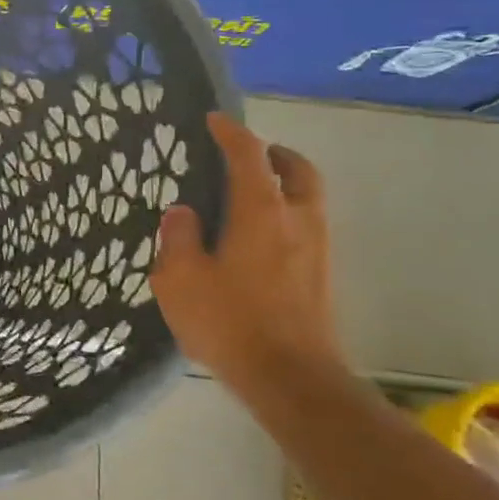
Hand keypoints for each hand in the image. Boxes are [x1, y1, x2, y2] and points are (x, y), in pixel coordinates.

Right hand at [150, 112, 345, 390]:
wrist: (290, 378)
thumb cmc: (229, 321)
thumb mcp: (179, 278)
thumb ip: (178, 237)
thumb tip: (183, 212)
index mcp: (260, 212)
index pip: (248, 157)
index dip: (231, 134)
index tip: (214, 121)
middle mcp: (297, 221)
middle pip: (298, 171)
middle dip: (275, 154)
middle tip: (249, 154)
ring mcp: (316, 250)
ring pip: (308, 199)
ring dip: (285, 184)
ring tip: (250, 194)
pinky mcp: (320, 277)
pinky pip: (306, 226)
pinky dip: (286, 214)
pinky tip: (257, 237)